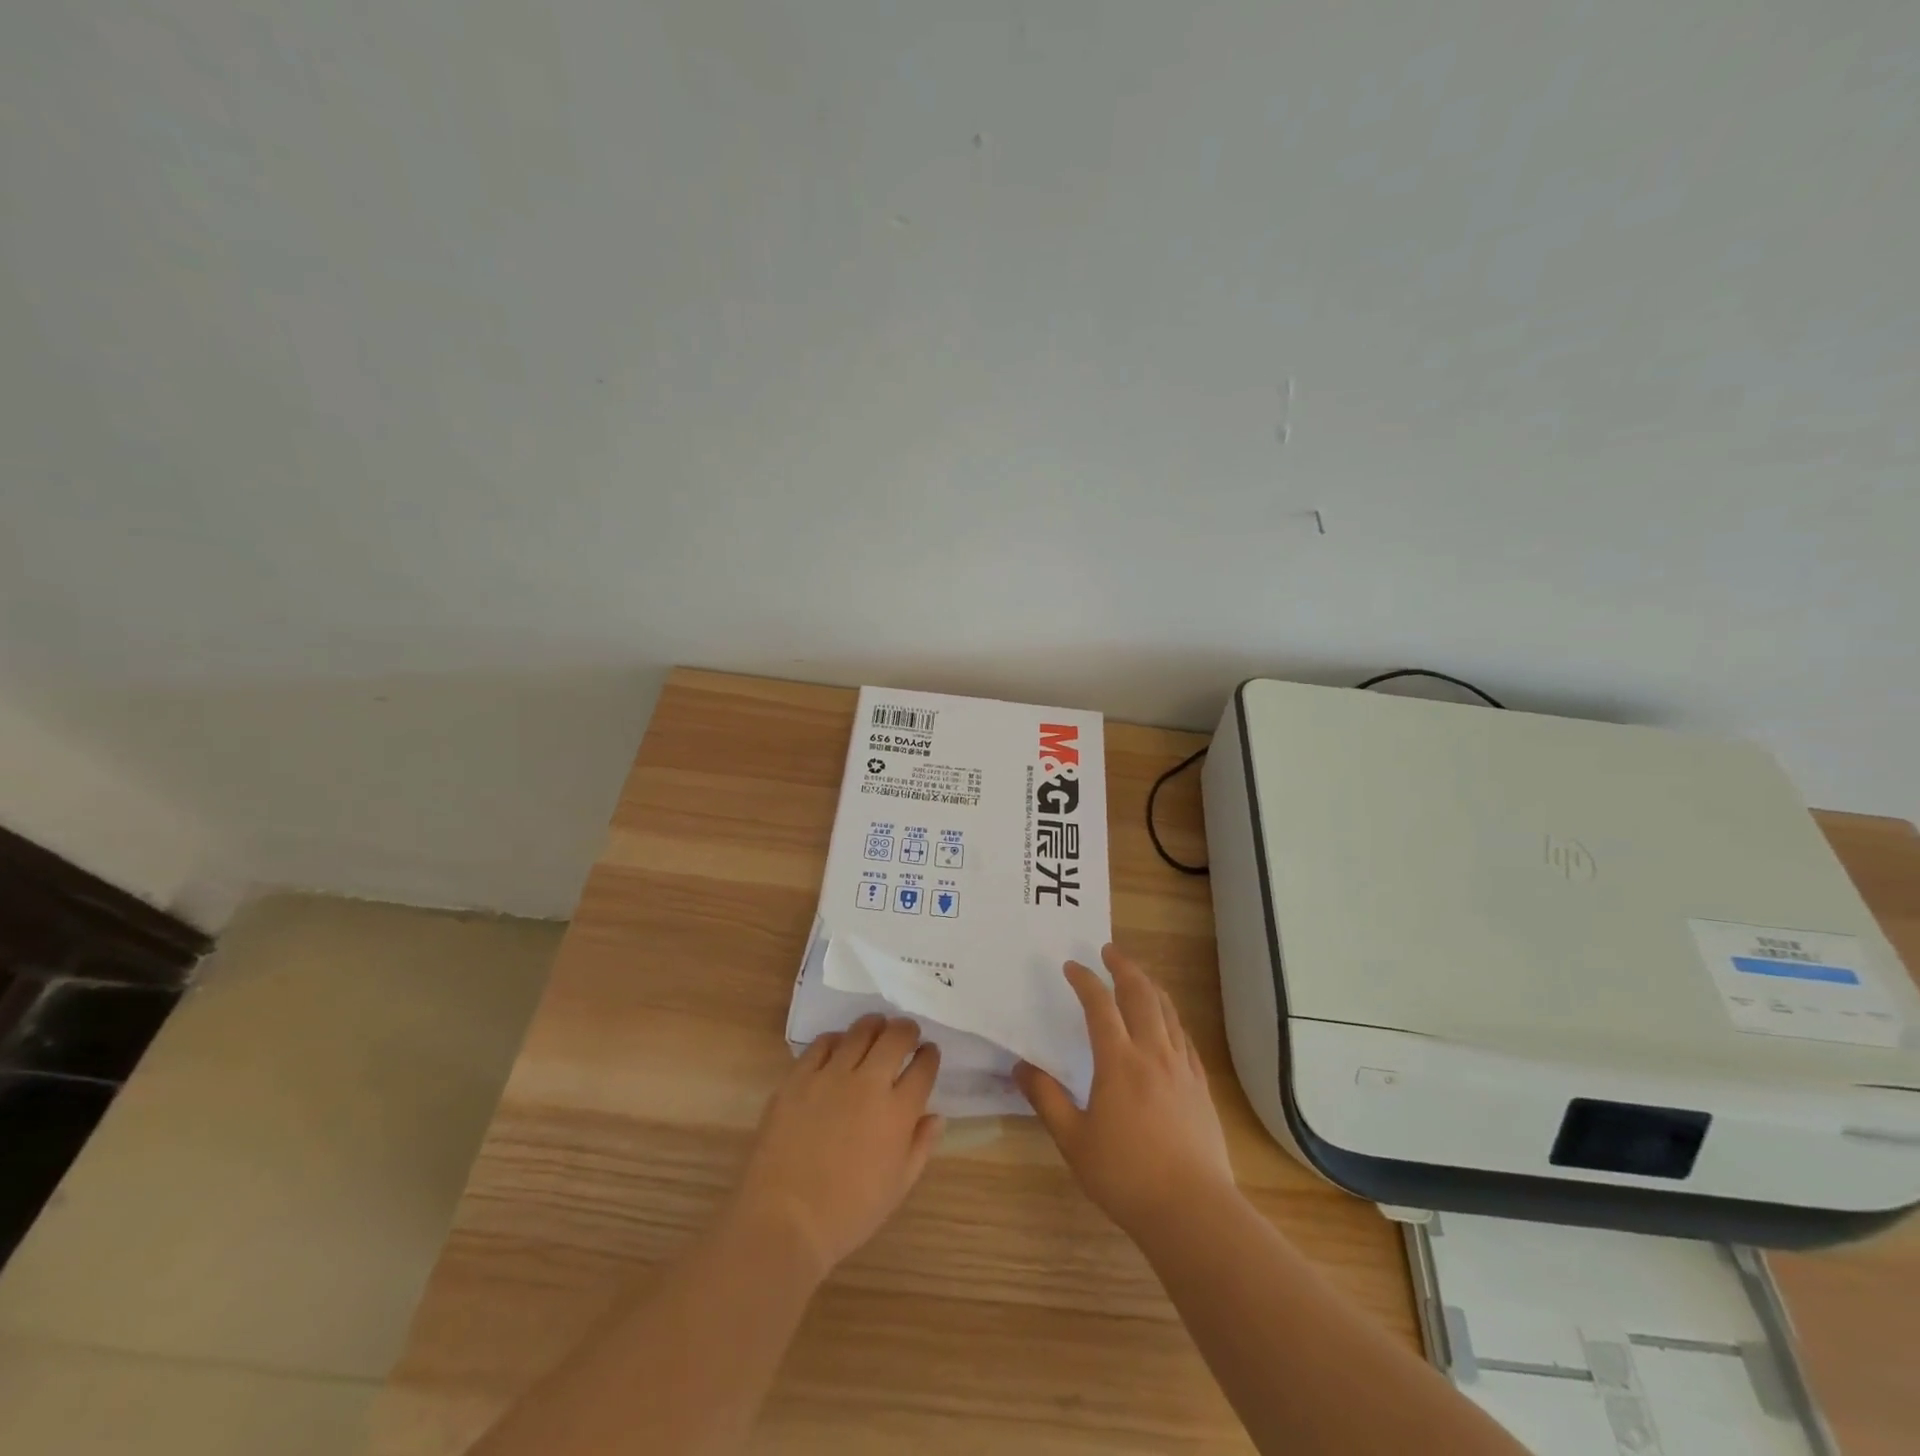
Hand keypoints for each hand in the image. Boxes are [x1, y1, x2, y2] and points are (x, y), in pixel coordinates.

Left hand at [733, 1014, 943, 1280]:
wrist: (783, 1221)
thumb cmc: (847, 1214)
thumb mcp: (897, 1188)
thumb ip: (921, 1146)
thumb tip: (936, 1116)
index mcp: (898, 1112)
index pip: (923, 1067)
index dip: (929, 1055)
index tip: (928, 1053)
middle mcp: (868, 1084)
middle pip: (895, 1037)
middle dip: (907, 1030)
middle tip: (906, 1034)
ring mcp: (831, 1076)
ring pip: (860, 1031)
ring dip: (874, 1027)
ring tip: (876, 1030)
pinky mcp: (799, 1077)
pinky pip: (822, 1043)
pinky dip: (836, 1040)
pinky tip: (838, 1048)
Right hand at [1015, 944, 1234, 1236]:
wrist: (1192, 1210)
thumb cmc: (1126, 1175)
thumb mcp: (1073, 1140)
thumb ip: (1046, 1099)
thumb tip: (1020, 1068)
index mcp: (1118, 1061)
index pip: (1100, 1005)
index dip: (1085, 980)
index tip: (1072, 966)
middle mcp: (1152, 1053)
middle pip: (1141, 995)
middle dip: (1124, 967)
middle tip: (1110, 951)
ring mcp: (1181, 1067)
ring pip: (1167, 1011)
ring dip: (1150, 985)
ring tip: (1138, 975)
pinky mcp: (1200, 1085)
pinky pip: (1184, 1037)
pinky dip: (1171, 1017)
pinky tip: (1167, 1022)